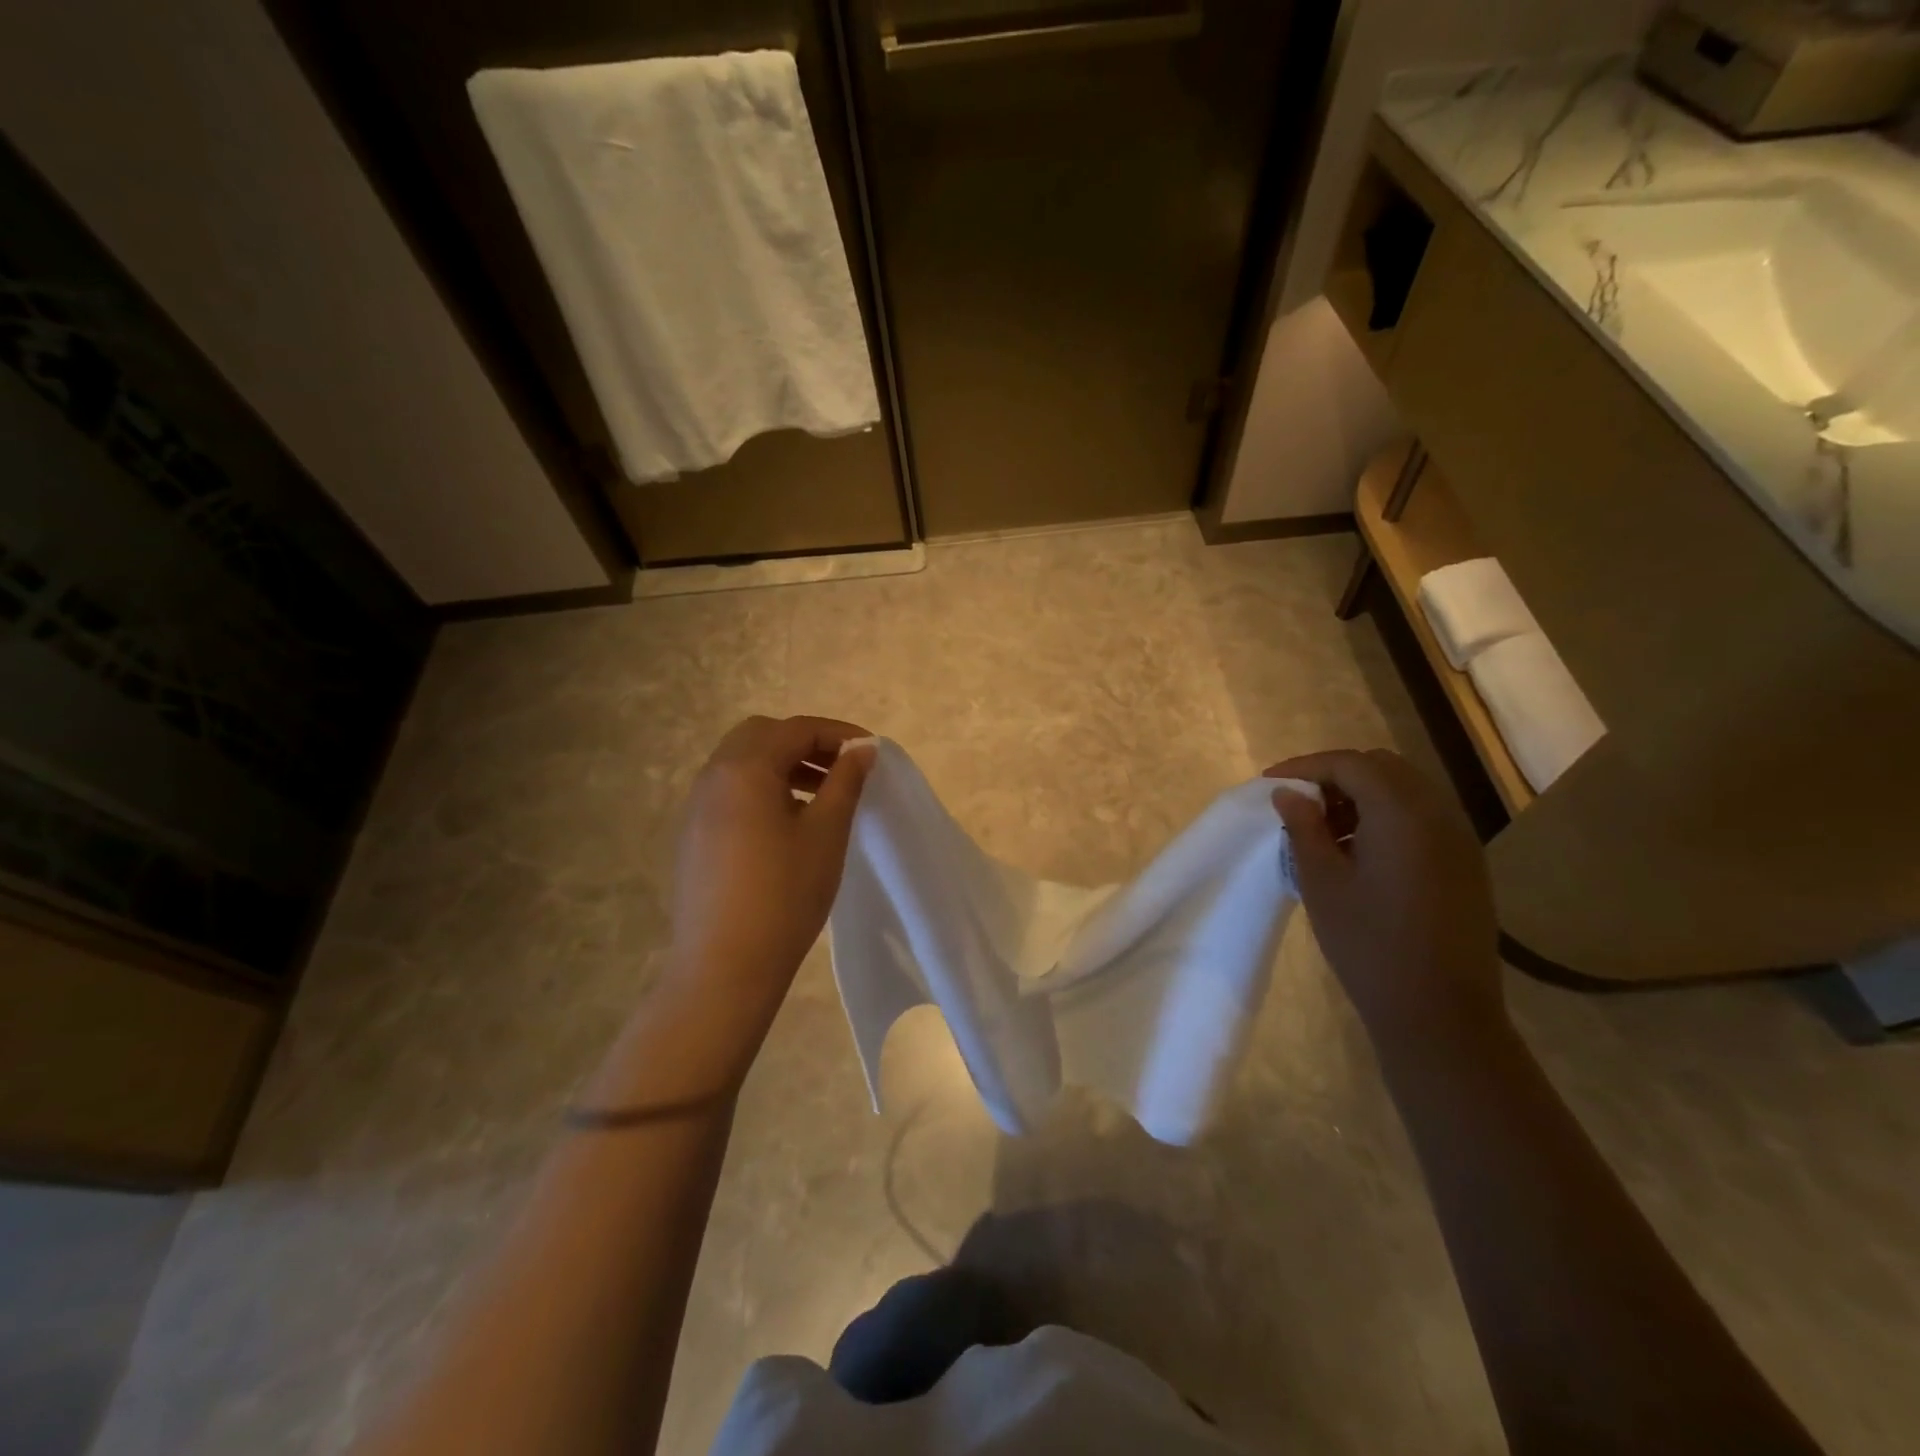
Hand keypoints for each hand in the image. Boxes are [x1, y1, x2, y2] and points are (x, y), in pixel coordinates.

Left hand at [668, 716, 873, 1020]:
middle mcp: (713, 776)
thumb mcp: (826, 833)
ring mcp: (696, 807)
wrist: (724, 966)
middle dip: (805, 743)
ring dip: (782, 765)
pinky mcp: (693, 836)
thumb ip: (845, 781)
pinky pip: (730, 792)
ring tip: (820, 795)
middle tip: (841, 769)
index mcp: (745, 768)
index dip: (838, 734)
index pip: (796, 729)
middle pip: (762, 736)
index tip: (871, 752)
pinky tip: (787, 824)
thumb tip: (861, 749)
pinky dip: (761, 789)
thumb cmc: (784, 894)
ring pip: (742, 764)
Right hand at [1266, 749, 1503, 1049]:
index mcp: (1401, 813)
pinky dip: (1386, 818)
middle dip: (1335, 776)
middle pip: (1382, 768)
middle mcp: (1438, 813)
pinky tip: (1360, 853)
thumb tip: (1288, 795)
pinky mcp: (1465, 864)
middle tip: (1299, 805)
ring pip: (1404, 791)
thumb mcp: (1322, 882)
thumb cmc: (1369, 944)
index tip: (1270, 784)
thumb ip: (1304, 828)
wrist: (1440, 1013)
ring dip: (1362, 796)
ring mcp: (1459, 839)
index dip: (1305, 767)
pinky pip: (1421, 818)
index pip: (1349, 764)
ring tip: (1325, 831)